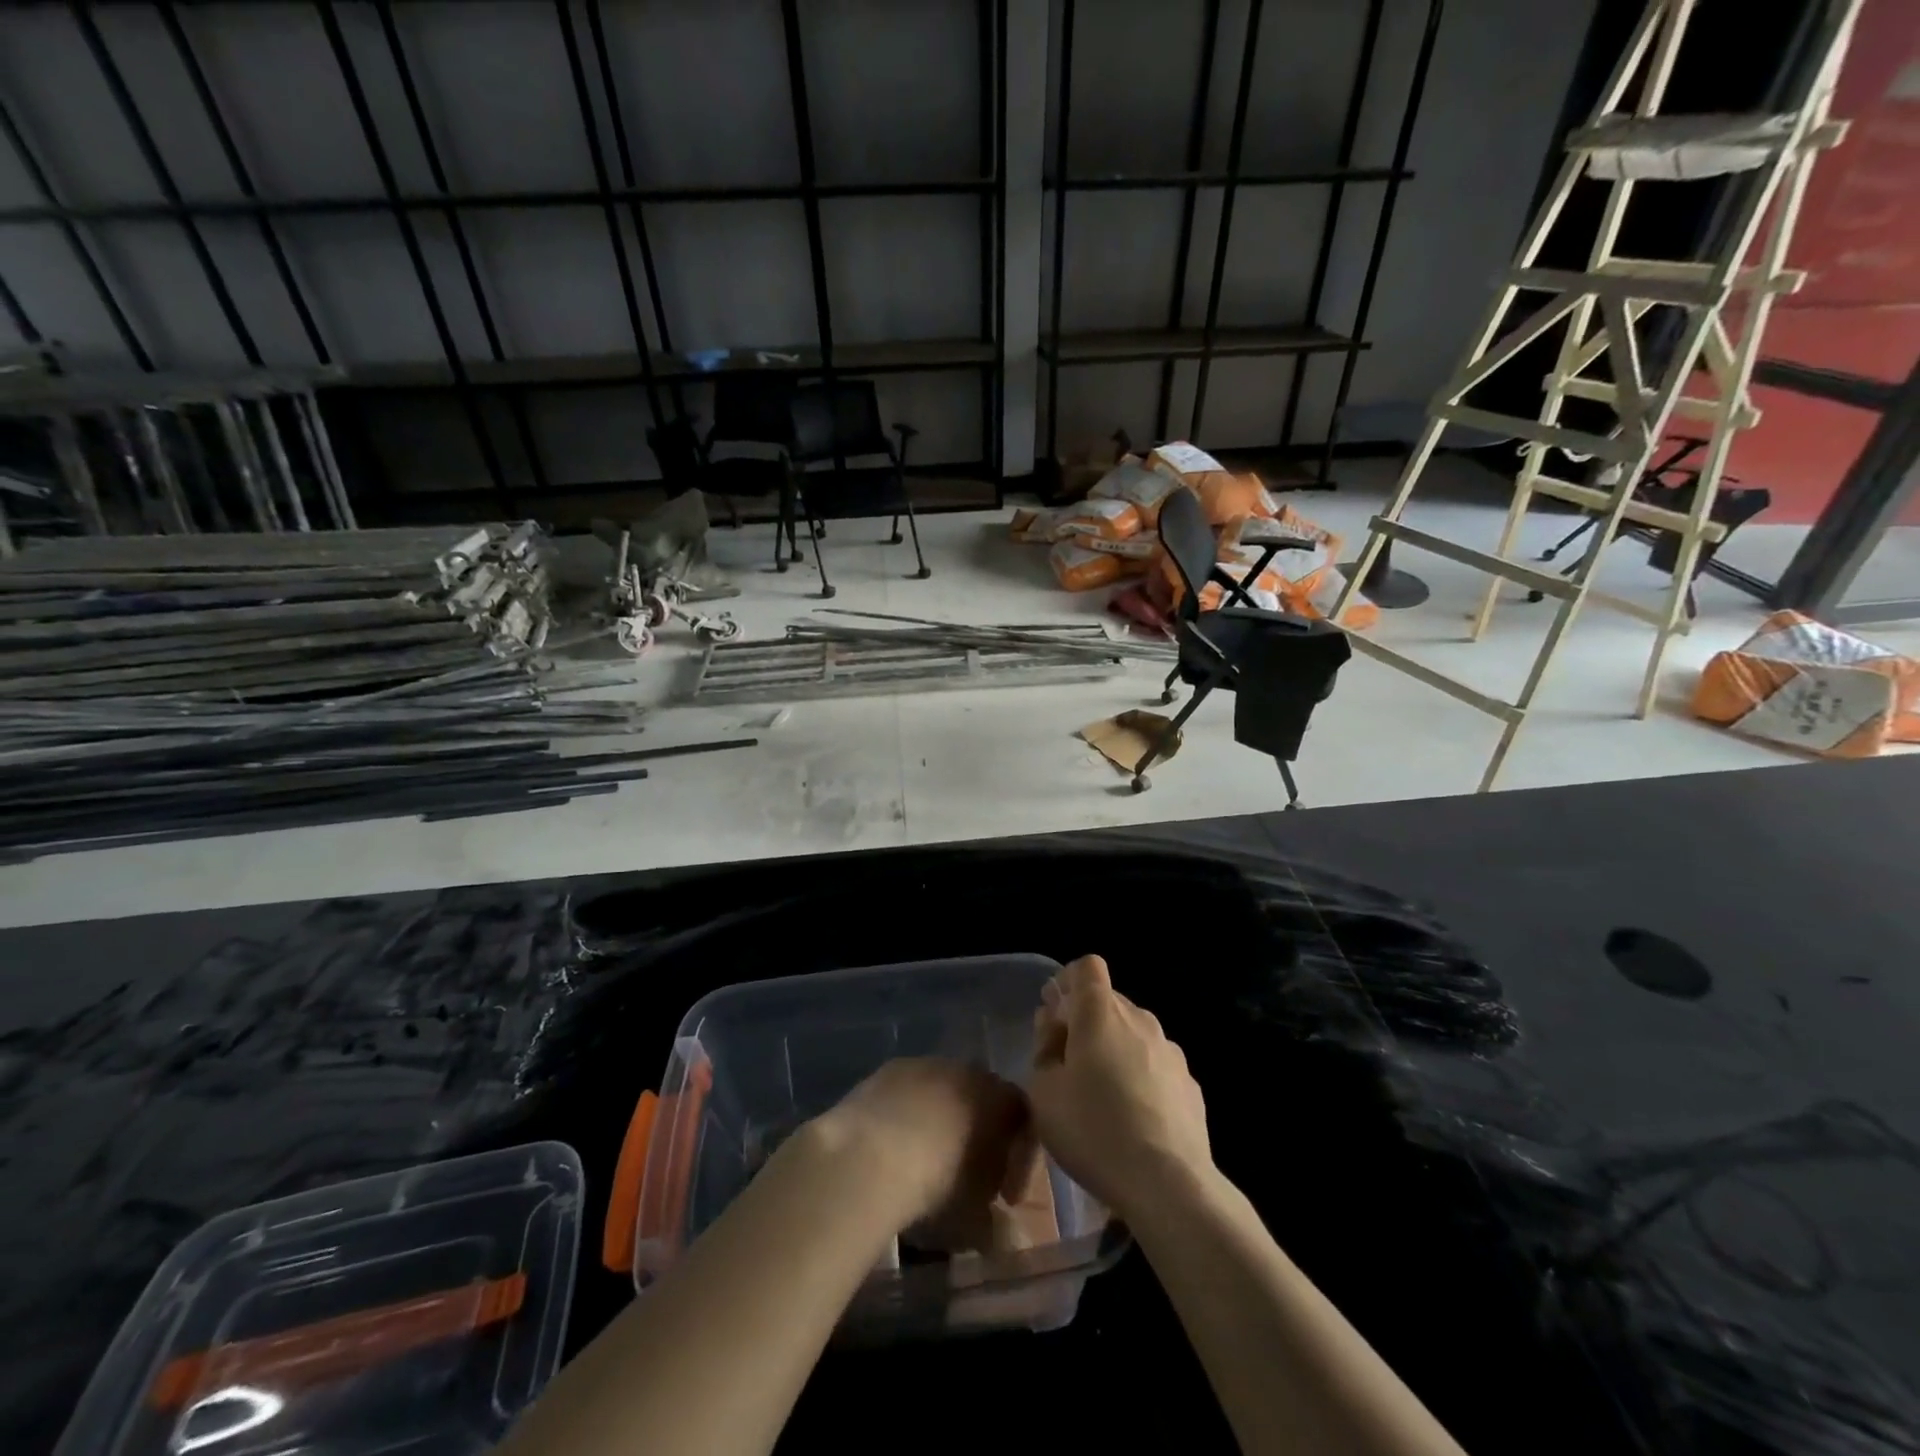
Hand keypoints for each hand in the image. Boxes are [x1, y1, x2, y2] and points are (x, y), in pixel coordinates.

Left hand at [807, 1058, 1040, 1245]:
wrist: (867, 1155)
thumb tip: (1004, 1237)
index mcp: (998, 1098)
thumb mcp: (973, 1221)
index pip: (1023, 1119)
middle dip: (980, 1137)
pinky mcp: (887, 1069)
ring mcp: (924, 1064)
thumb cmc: (935, 1185)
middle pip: (982, 1100)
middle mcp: (966, 1070)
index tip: (1006, 1199)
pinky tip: (895, 1148)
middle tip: (969, 1179)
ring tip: (926, 1164)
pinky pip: (909, 1092)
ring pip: (943, 1092)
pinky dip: (909, 1116)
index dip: (1020, 1161)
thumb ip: (994, 1226)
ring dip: (942, 1123)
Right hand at [1029, 955, 1211, 1219]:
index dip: (1069, 981)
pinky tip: (1134, 1120)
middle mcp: (1140, 1019)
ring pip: (1135, 1035)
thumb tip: (1055, 1029)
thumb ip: (1044, 1050)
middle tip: (1068, 1062)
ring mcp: (1171, 1052)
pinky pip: (1156, 1067)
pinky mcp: (1191, 1085)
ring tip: (1102, 1097)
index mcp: (1101, 1012)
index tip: (1055, 1012)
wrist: (1167, 1183)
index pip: (1087, 967)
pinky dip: (1142, 1079)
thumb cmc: (1093, 1129)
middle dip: (1087, 1021)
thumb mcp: (1043, 1092)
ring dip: (1115, 1051)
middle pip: (1110, 1002)